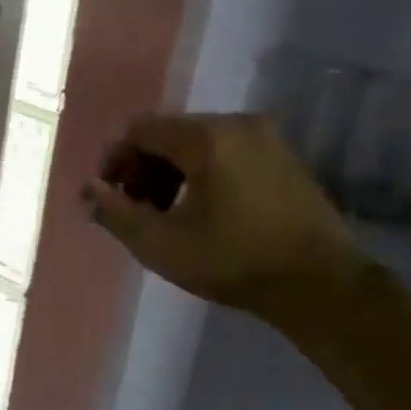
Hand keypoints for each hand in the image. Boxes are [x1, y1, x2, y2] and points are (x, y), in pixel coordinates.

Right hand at [83, 113, 363, 313]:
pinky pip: (228, 153)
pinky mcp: (285, 159)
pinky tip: (202, 212)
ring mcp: (267, 139)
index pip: (141, 130)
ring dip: (171, 173)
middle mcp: (237, 124)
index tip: (107, 195)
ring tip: (165, 215)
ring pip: (199, 144)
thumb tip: (87, 190)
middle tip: (134, 209)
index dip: (115, 160)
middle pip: (170, 134)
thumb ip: (116, 213)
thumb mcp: (161, 244)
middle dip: (143, 169)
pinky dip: (203, 174)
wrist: (322, 285)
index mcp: (206, 137)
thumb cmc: (234, 261)